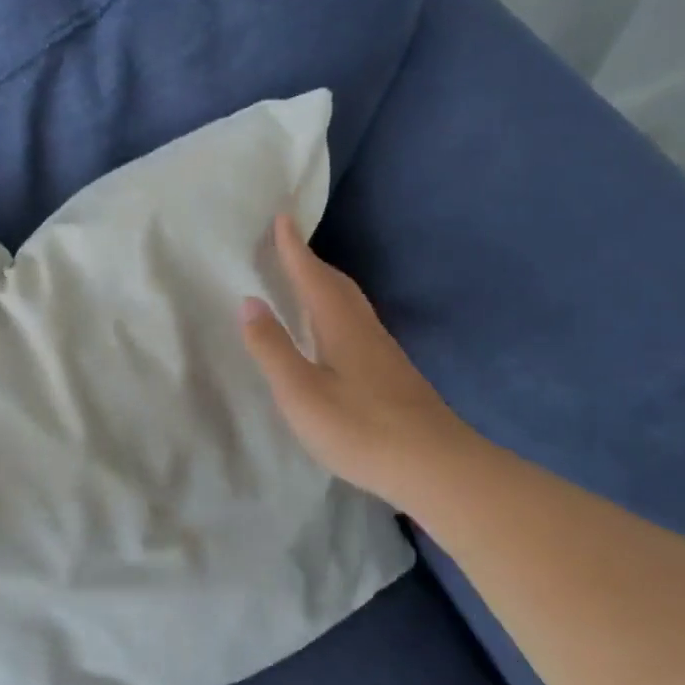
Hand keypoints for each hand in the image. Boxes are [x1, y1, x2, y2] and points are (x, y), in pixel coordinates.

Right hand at [240, 213, 468, 507]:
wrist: (435, 467)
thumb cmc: (360, 429)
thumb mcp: (301, 392)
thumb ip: (273, 347)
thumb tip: (249, 301)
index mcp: (341, 327)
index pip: (313, 277)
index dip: (294, 249)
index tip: (283, 217)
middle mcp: (365, 330)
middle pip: (337, 285)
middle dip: (311, 263)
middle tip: (289, 248)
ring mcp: (384, 353)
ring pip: (351, 305)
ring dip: (326, 286)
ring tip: (305, 285)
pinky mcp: (393, 375)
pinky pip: (358, 325)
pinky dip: (337, 312)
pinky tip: (334, 335)